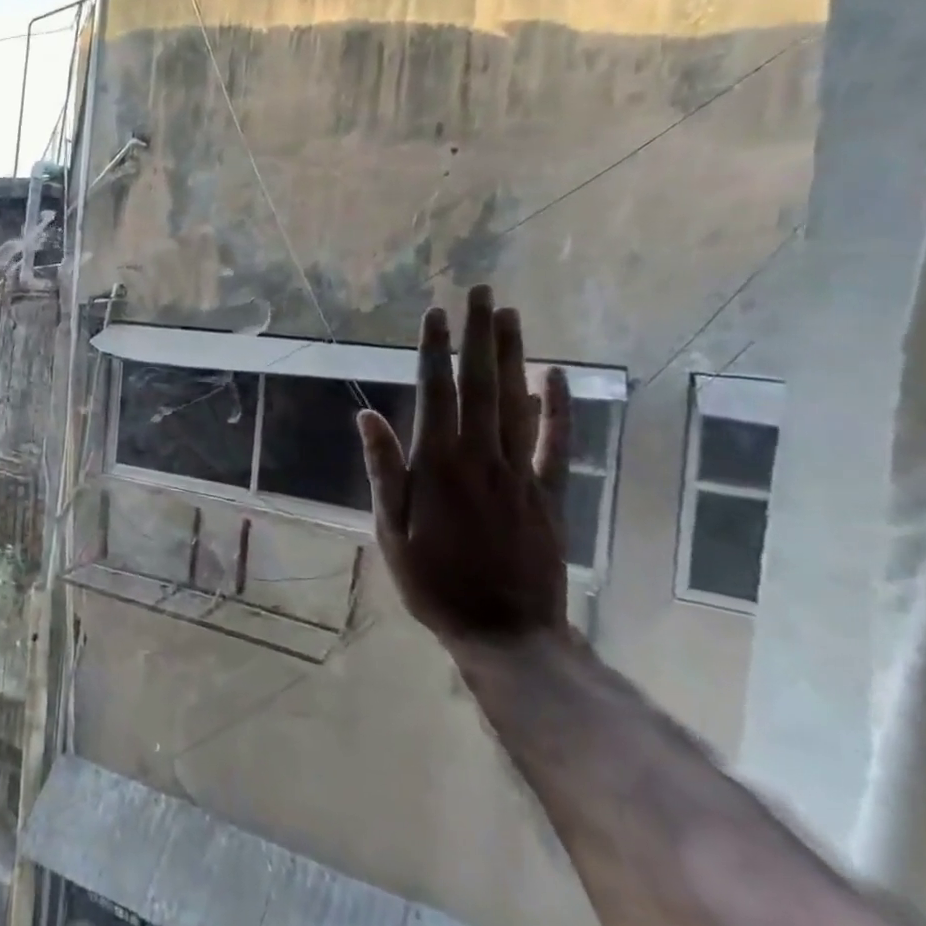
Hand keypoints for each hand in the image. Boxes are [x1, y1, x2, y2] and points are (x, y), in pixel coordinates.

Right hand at [356, 284, 572, 649]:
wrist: (506, 632)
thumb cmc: (434, 582)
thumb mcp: (391, 530)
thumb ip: (384, 470)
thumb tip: (367, 417)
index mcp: (437, 467)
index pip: (435, 394)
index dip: (434, 351)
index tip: (434, 314)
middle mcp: (481, 458)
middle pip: (481, 386)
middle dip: (478, 336)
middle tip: (480, 293)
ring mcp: (521, 473)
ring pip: (516, 403)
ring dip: (512, 356)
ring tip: (509, 315)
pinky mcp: (550, 493)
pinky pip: (557, 443)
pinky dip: (558, 407)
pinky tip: (555, 375)